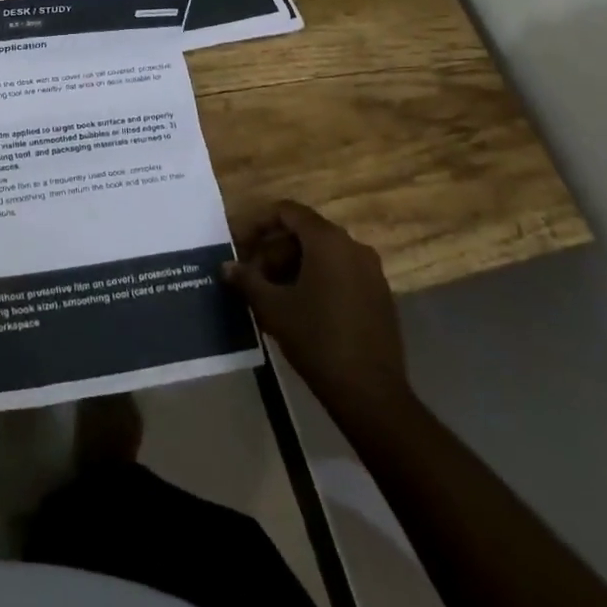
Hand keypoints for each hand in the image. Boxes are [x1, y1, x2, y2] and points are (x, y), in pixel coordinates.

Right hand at [224, 201, 412, 427]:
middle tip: (252, 276)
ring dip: (293, 267)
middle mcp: (353, 247)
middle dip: (274, 250)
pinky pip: (341, 273)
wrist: (371, 394)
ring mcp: (371, 272)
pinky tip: (300, 308)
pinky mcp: (380, 296)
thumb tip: (226, 266)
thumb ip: (247, 280)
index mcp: (328, 241)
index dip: (259, 224)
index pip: (287, 212)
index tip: (240, 245)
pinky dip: (317, 279)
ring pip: (323, 255)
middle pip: (304, 234)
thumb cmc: (317, 339)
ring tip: (271, 294)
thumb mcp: (272, 308)